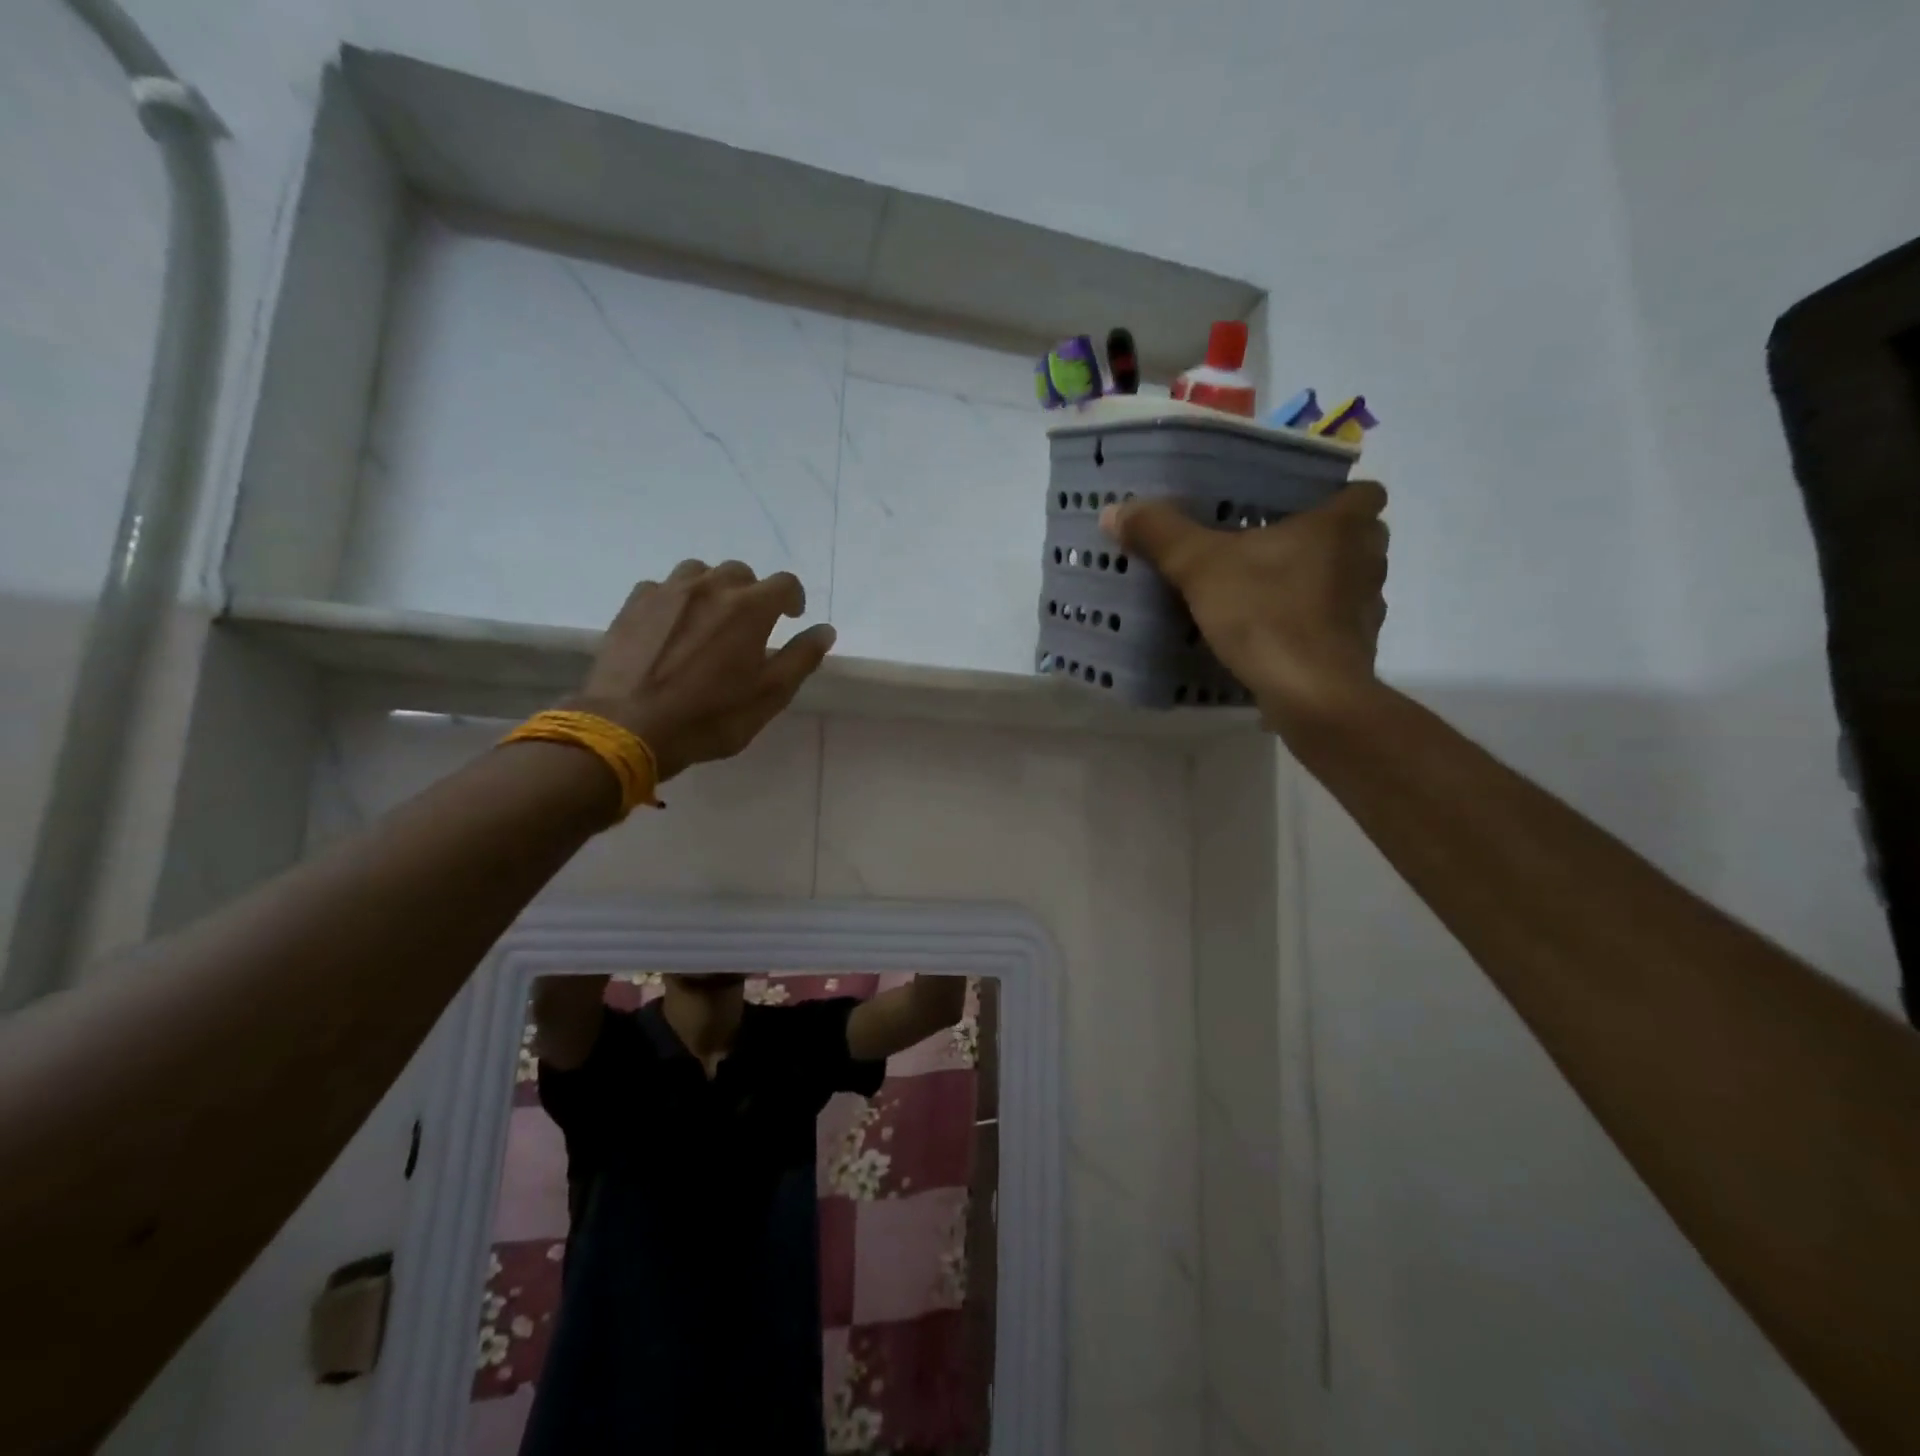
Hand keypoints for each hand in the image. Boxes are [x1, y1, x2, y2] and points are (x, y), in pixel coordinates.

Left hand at [572, 560, 836, 781]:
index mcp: (750, 608)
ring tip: (709, 619)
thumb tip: (825, 630)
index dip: (794, 598)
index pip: (785, 583)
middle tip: (749, 624)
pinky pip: (662, 588)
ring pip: (699, 572)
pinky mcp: (634, 604)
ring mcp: (668, 591)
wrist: (630, 726)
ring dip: (712, 589)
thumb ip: (801, 658)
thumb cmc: (710, 716)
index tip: (792, 617)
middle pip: (740, 572)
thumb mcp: (769, 695)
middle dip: (752, 593)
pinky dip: (675, 600)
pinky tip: (671, 627)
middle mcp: (711, 587)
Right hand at [1101, 481, 1388, 728]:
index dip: (1339, 495)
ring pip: (1348, 584)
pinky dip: (1312, 629)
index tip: (1303, 507)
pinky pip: (1336, 627)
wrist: (1311, 696)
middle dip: (1324, 541)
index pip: (1366, 491)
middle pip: (1359, 538)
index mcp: (1343, 526)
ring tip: (1270, 594)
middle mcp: (1367, 561)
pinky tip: (1274, 639)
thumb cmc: (1266, 614)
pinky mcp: (1357, 651)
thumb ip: (1161, 535)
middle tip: (1275, 548)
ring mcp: (1368, 610)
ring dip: (1319, 585)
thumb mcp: (1200, 568)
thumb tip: (1115, 510)